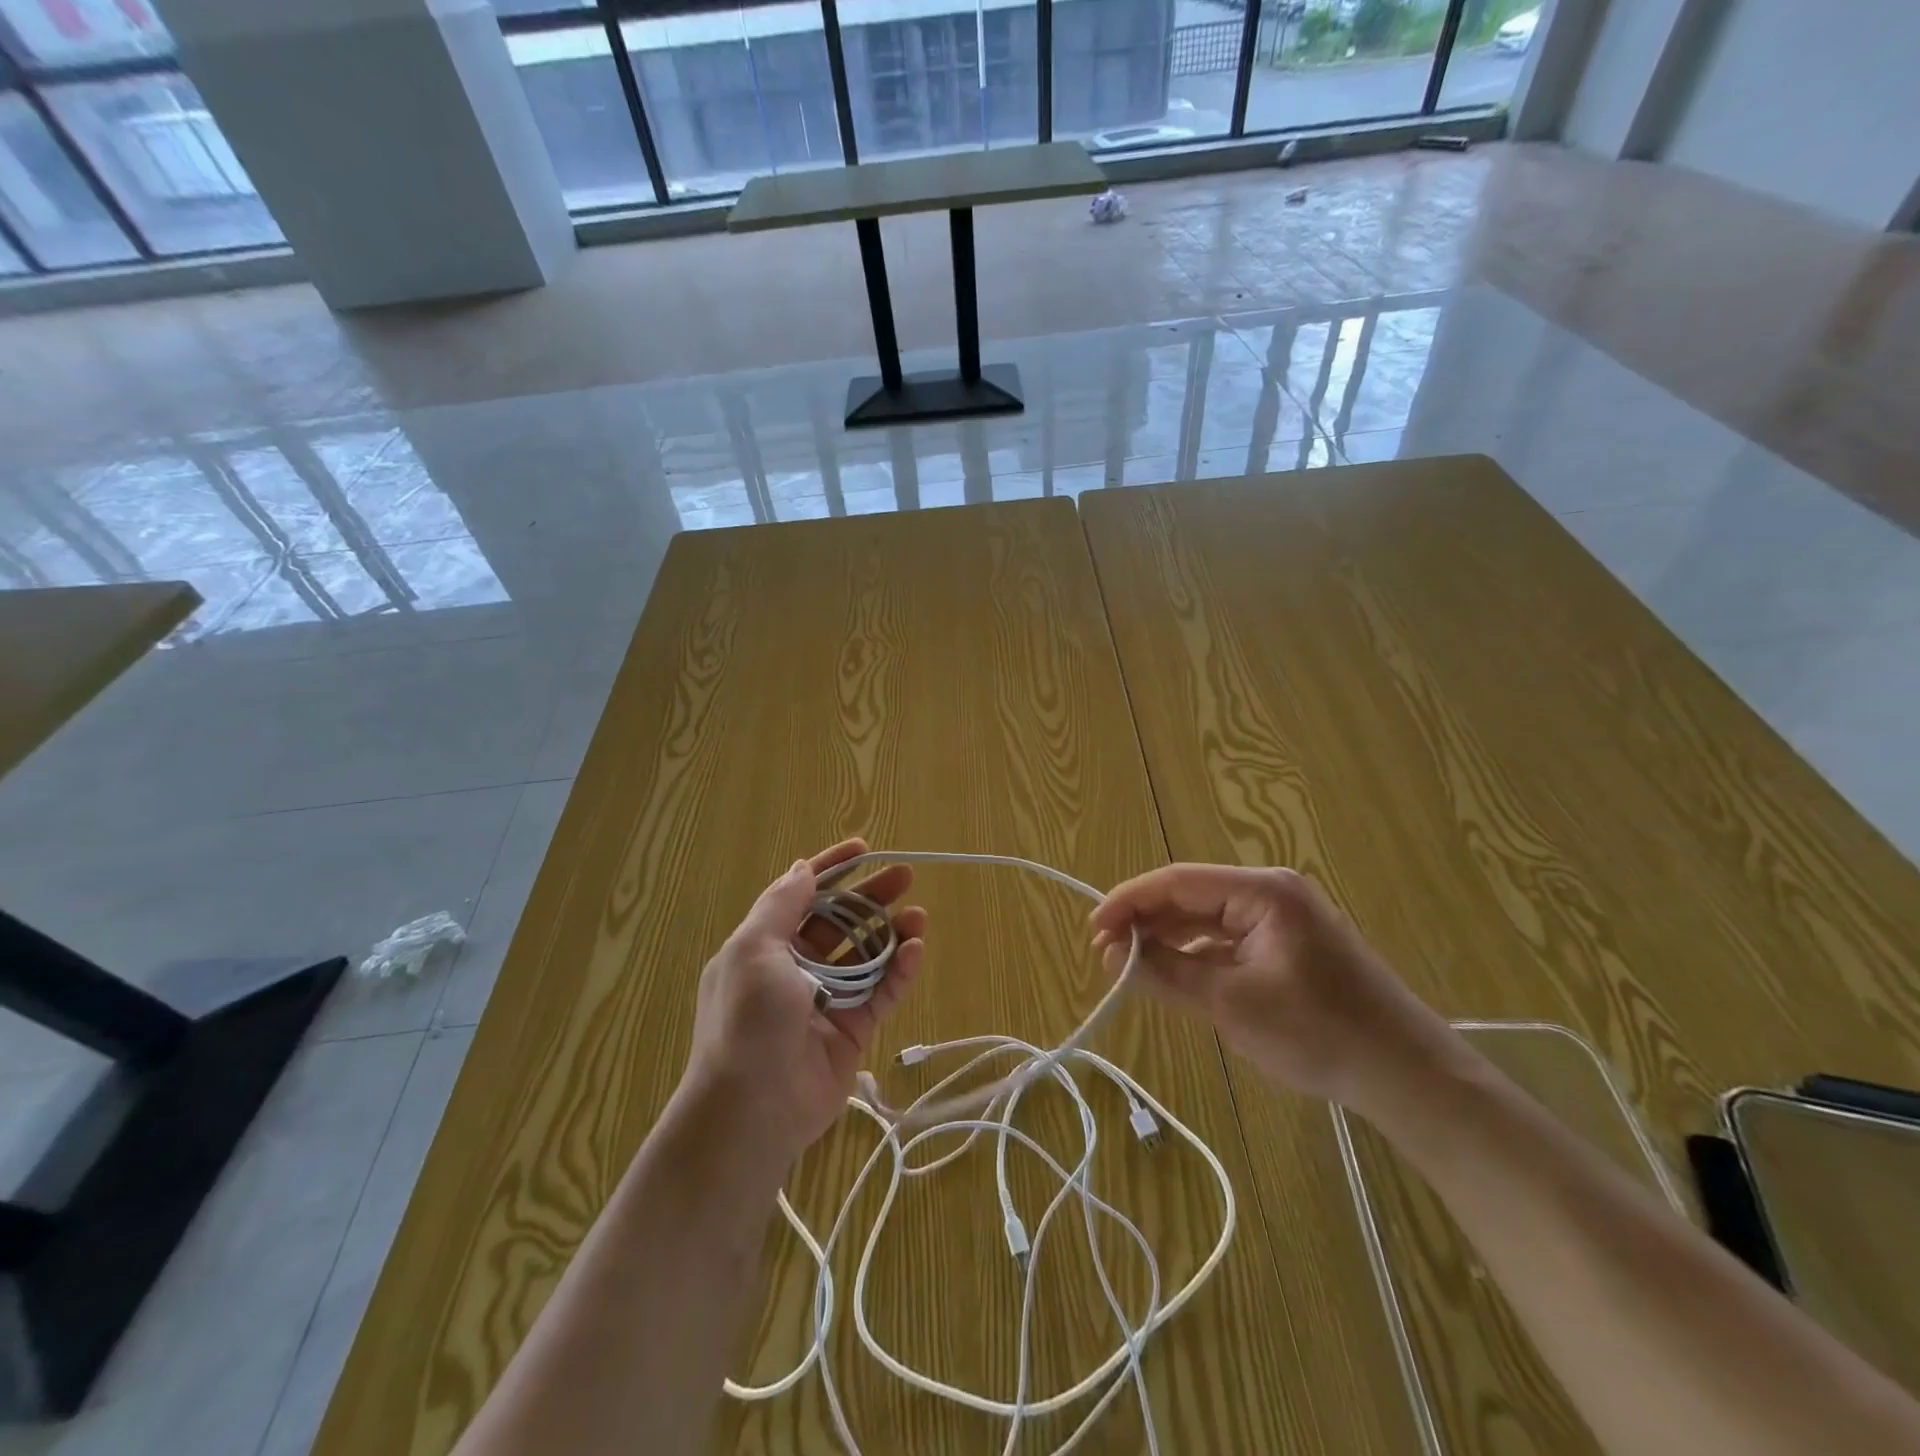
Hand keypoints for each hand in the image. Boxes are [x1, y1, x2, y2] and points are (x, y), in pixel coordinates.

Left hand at [677, 839, 924, 1165]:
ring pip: (865, 955)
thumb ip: (781, 905)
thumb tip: (802, 868)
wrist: (752, 1111)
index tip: (864, 849)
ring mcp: (826, 1000)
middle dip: (870, 896)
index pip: (802, 894)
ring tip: (918, 915)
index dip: (832, 868)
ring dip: (891, 931)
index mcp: (765, 945)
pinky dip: (899, 969)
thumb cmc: (748, 1021)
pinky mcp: (852, 1030)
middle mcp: (795, 968)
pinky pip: (880, 991)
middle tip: (905, 876)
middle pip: (840, 921)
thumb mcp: (753, 951)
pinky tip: (916, 948)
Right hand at [1090, 864, 1460, 1114]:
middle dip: (1146, 922)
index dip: (1128, 901)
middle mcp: (1270, 892)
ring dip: (1168, 940)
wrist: (1408, 1075)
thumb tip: (1111, 954)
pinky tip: (1172, 974)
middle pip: (1190, 896)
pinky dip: (1196, 955)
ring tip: (1129, 966)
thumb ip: (1166, 973)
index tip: (1092, 930)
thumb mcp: (1231, 1004)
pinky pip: (1227, 940)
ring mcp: (1281, 918)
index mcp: (1262, 890)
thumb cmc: (1319, 1033)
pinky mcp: (1286, 945)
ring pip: (1206, 919)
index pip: (1177, 881)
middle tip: (1105, 954)